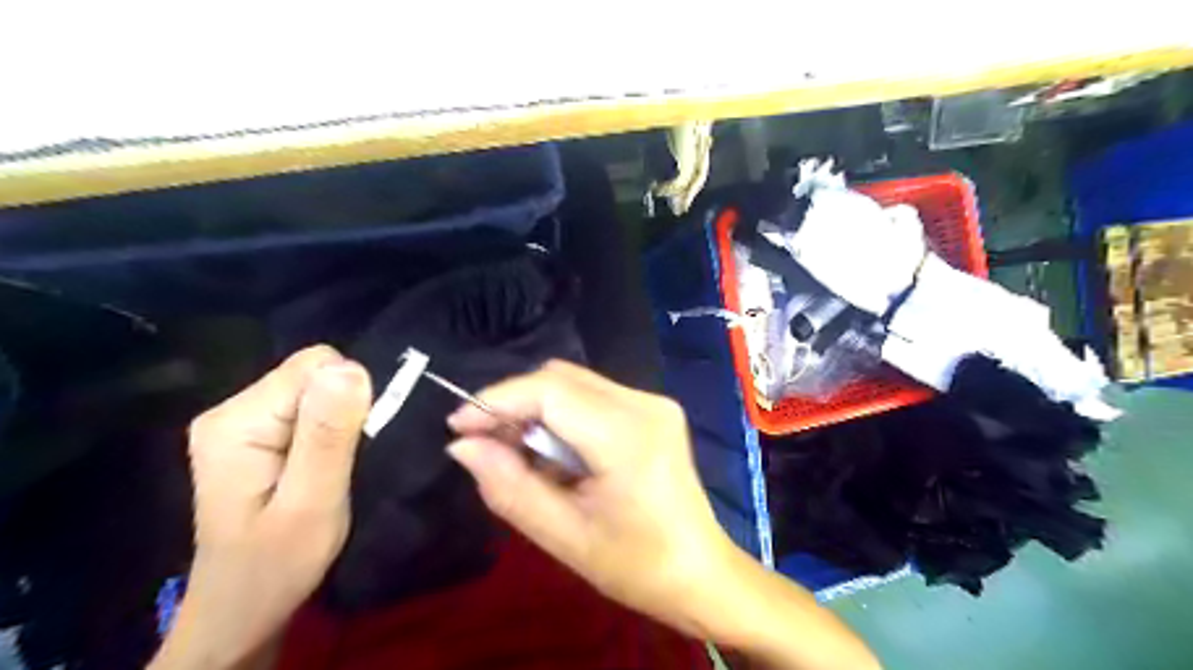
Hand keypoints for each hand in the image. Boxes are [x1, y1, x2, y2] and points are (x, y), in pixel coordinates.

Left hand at [152, 346, 371, 668]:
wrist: (242, 610)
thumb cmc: (278, 564)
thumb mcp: (313, 501)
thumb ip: (329, 434)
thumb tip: (351, 367)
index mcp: (238, 421)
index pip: (315, 366)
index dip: (349, 398)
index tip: (353, 445)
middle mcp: (231, 410)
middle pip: (313, 375)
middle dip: (343, 411)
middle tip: (343, 463)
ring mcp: (241, 422)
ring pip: (315, 390)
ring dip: (338, 424)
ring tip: (335, 468)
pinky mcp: (256, 436)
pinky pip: (309, 409)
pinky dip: (330, 432)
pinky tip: (324, 465)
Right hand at [447, 362, 736, 637]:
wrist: (700, 570)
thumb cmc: (637, 566)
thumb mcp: (565, 537)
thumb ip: (509, 487)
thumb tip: (463, 445)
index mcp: (628, 436)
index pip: (549, 391)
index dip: (497, 401)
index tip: (458, 427)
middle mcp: (644, 403)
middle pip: (560, 378)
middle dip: (514, 404)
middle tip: (485, 444)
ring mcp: (653, 401)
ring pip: (574, 382)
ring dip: (536, 409)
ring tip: (518, 453)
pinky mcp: (653, 408)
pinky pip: (592, 395)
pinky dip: (561, 415)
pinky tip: (554, 452)